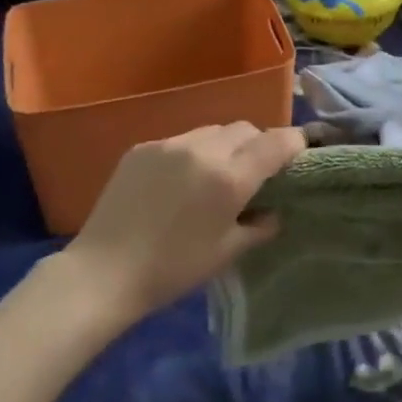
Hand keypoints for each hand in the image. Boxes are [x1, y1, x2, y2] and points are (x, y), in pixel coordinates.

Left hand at [61, 123, 305, 326]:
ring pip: (213, 131)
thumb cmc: (172, 269)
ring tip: (215, 175)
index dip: (294, 143)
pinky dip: (192, 153)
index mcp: (230, 177)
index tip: (299, 153)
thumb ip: (259, 227)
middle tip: (254, 172)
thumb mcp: (226, 253)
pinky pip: (181, 140)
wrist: (103, 273)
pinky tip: (179, 181)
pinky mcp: (143, 147)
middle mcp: (203, 149)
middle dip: (258, 144)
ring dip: (225, 146)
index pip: (277, 142)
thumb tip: (274, 212)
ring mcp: (170, 144)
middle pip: (245, 129)